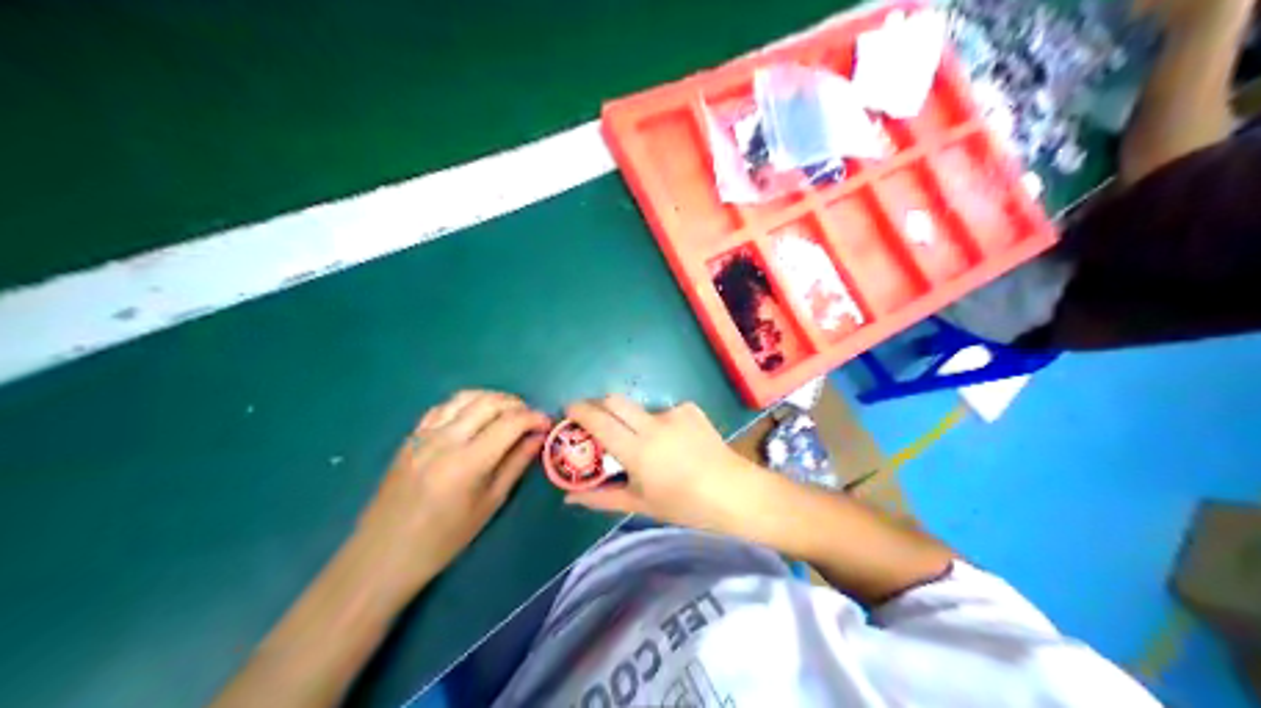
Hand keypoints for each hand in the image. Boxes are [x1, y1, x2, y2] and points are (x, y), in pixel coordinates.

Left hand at [358, 390, 550, 587]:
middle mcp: (446, 439)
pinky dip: (466, 404)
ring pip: (465, 397)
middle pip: (489, 402)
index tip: (547, 424)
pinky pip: (443, 407)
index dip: (534, 417)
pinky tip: (475, 417)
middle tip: (531, 418)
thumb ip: (515, 466)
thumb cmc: (443, 540)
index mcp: (468, 462)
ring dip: (492, 399)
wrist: (385, 552)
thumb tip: (537, 438)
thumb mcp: (488, 505)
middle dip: (516, 404)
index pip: (510, 422)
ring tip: (508, 413)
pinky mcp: (412, 436)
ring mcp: (425, 434)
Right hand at [563, 395, 779, 533]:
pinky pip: (663, 410)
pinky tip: (671, 442)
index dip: (579, 410)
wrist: (736, 493)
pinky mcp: (691, 409)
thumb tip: (569, 497)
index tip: (568, 412)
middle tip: (594, 421)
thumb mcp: (641, 504)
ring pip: (639, 406)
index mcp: (636, 450)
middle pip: (614, 400)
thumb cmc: (685, 506)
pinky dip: (658, 422)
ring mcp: (674, 413)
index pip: (598, 419)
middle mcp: (652, 425)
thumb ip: (601, 497)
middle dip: (599, 405)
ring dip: (631, 418)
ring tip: (641, 443)